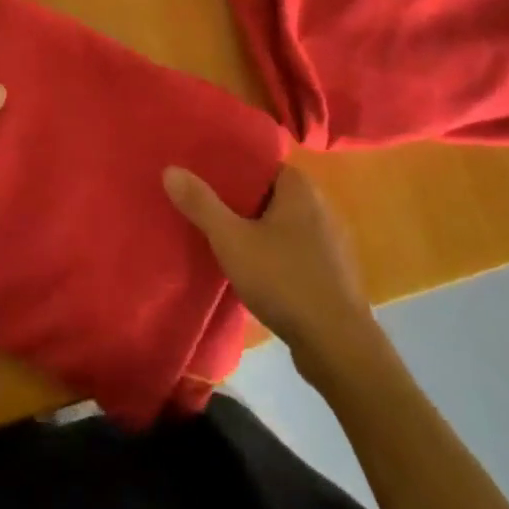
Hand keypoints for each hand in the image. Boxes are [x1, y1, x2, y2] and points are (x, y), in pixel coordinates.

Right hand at [164, 163, 376, 374]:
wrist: (337, 345)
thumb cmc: (284, 280)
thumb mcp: (232, 240)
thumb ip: (201, 204)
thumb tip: (170, 169)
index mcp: (300, 187)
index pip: (261, 164)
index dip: (231, 168)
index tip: (203, 175)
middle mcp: (319, 204)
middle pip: (269, 193)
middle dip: (239, 200)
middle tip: (204, 206)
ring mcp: (329, 240)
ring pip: (282, 223)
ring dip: (256, 229)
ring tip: (221, 236)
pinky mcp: (331, 272)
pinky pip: (294, 249)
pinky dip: (273, 252)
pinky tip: (252, 269)